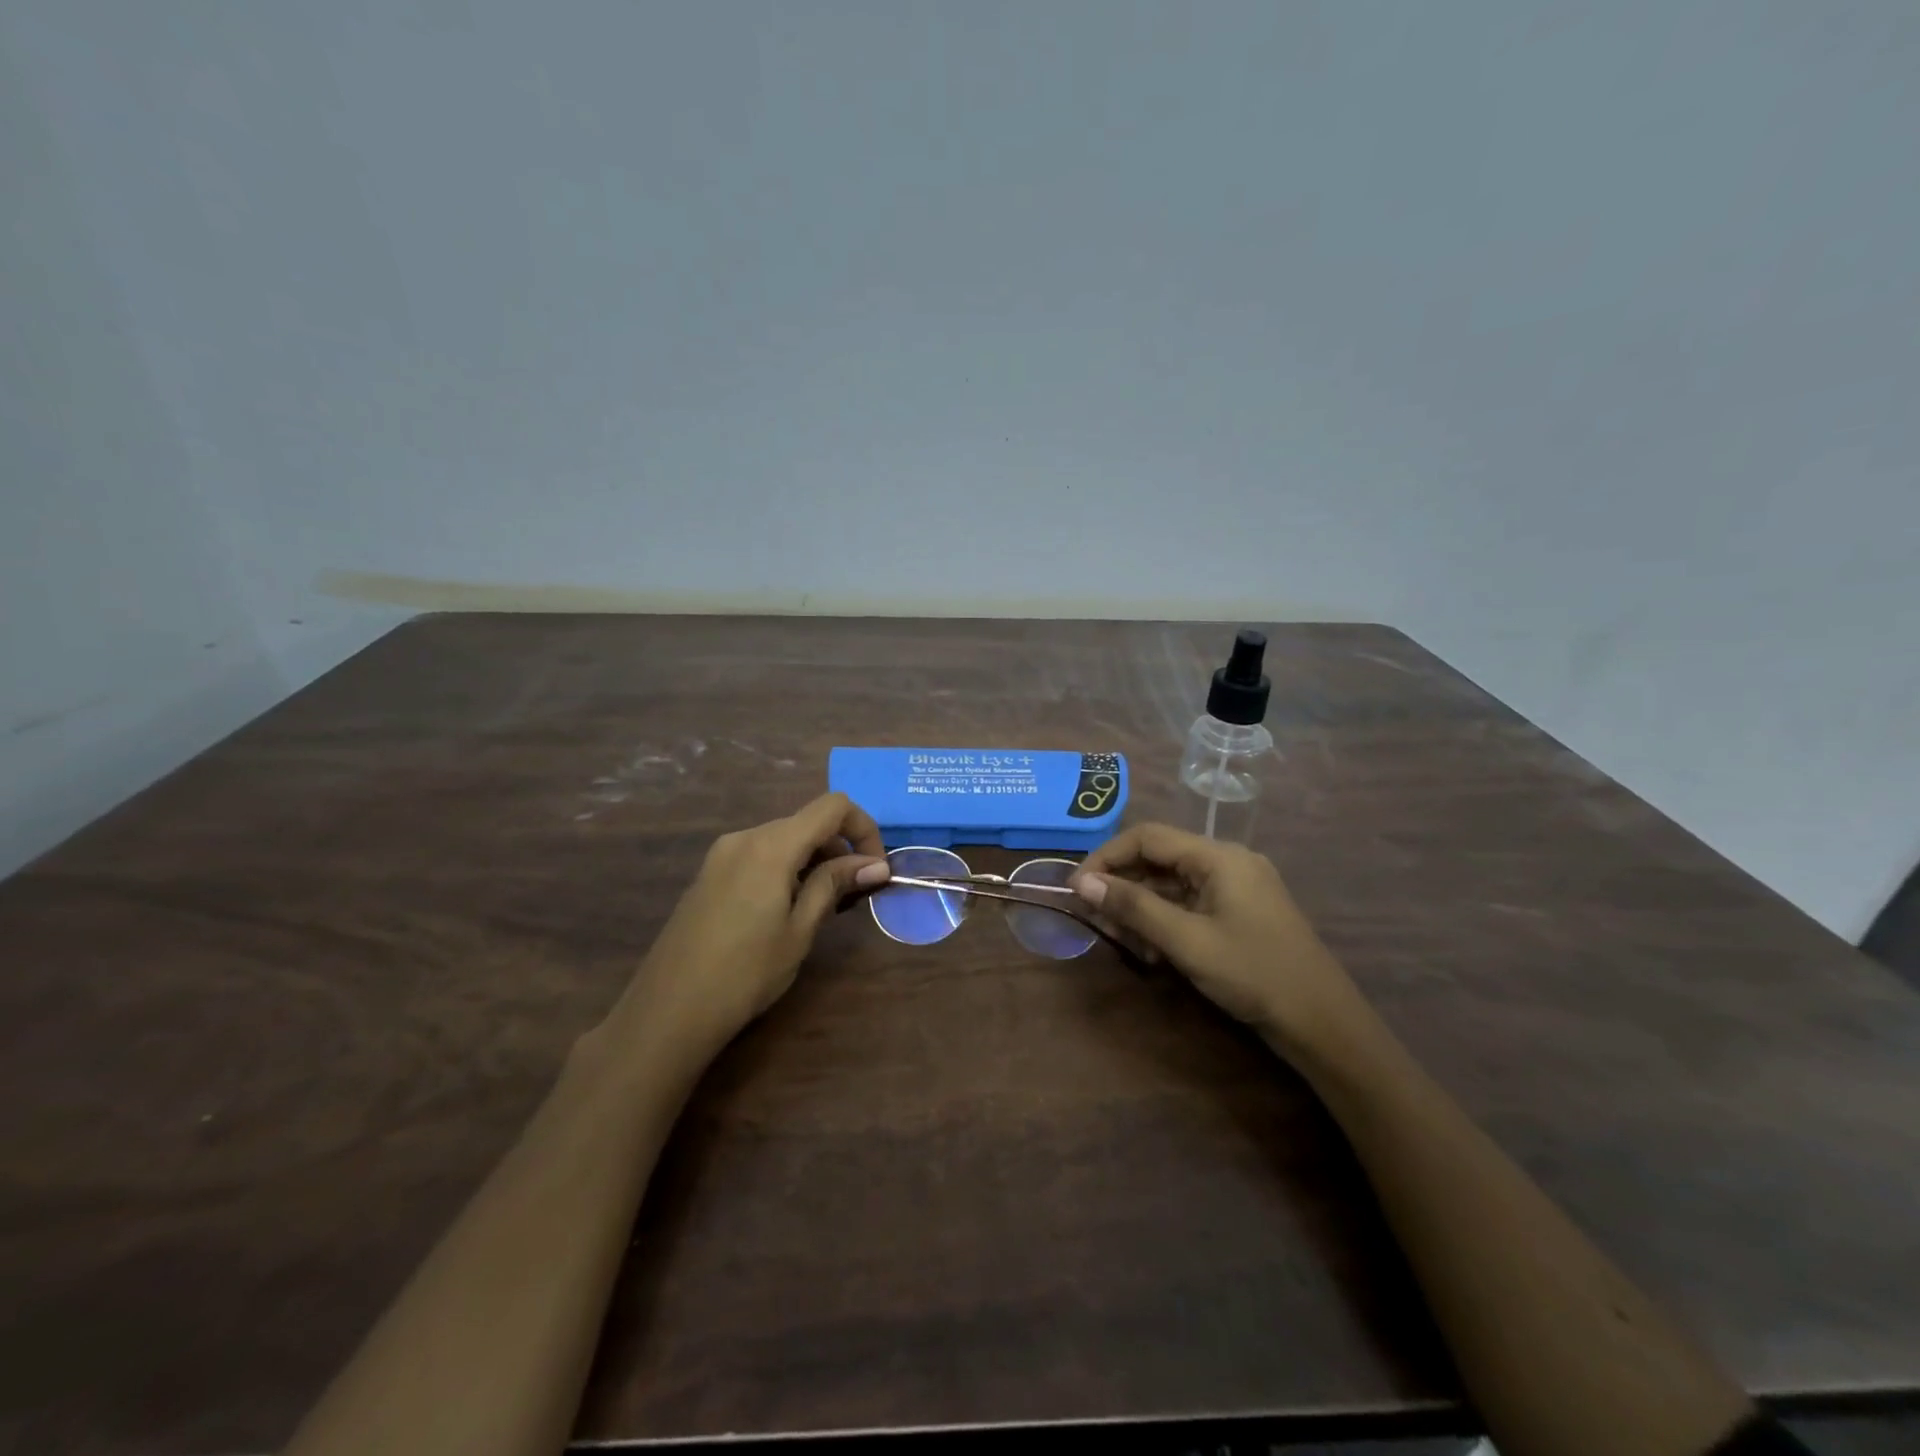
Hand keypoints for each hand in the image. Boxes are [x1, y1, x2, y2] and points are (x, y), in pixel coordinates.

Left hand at [601, 793, 889, 1066]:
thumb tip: (876, 864)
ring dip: (815, 860)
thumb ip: (835, 885)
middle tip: (855, 895)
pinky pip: (760, 855)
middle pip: (807, 822)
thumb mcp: (800, 930)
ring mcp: (722, 854)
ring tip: (825, 907)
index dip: (864, 828)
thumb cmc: (745, 973)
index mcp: (771, 845)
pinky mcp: (710, 874)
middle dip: (841, 848)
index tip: (875, 869)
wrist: (667, 1012)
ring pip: (784, 838)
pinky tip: (789, 909)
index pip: (832, 807)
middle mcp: (745, 837)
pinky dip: (787, 868)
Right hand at [1071, 824, 1368, 1059]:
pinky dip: (1165, 920)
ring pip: (1172, 884)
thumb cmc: (1254, 974)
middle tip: (1095, 919)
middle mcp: (1227, 862)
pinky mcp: (1240, 913)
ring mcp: (1236, 888)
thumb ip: (1134, 907)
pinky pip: (1190, 903)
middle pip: (1159, 859)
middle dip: (1123, 886)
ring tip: (1120, 939)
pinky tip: (1150, 949)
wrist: (1324, 1024)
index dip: (1106, 857)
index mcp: (1219, 856)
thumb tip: (1083, 883)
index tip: (1077, 888)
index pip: (1148, 837)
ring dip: (1141, 907)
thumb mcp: (1187, 941)